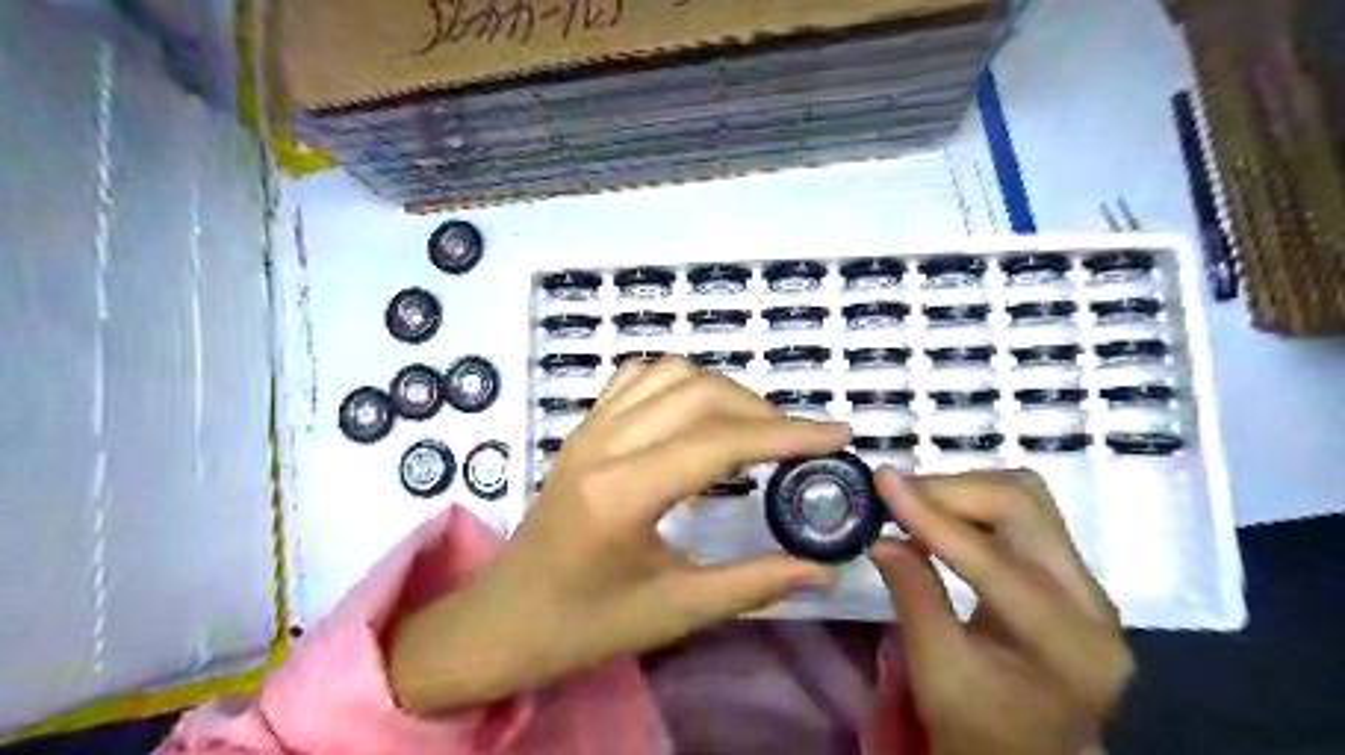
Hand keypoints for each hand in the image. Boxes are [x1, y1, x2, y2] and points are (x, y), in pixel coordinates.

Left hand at [392, 357, 850, 709]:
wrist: (503, 620)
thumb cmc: (584, 625)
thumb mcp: (675, 612)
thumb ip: (754, 583)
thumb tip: (824, 568)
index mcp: (623, 494)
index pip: (721, 441)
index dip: (788, 434)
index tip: (838, 434)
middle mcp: (604, 445)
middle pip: (700, 393)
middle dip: (762, 411)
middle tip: (797, 446)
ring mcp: (588, 429)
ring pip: (670, 373)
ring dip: (723, 390)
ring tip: (752, 429)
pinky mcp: (582, 428)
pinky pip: (637, 378)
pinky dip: (680, 382)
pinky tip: (697, 413)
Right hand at [874, 469, 1133, 750]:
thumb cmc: (979, 730)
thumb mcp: (936, 672)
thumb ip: (912, 596)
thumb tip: (880, 537)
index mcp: (1070, 646)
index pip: (994, 560)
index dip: (932, 516)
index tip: (882, 480)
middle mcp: (1095, 604)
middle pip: (1024, 507)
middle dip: (951, 491)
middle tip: (894, 495)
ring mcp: (1088, 585)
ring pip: (1026, 498)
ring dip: (963, 490)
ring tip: (913, 505)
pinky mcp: (1070, 574)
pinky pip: (1023, 514)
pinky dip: (973, 504)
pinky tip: (938, 519)